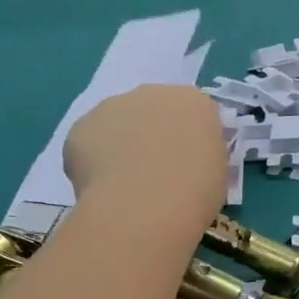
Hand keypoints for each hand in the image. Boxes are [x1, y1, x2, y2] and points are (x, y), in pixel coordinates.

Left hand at [66, 85, 225, 211]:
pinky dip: (94, 162)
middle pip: (152, 110)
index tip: (189, 164)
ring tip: (126, 184)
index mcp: (193, 102)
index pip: (193, 114)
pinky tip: (104, 188)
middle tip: (156, 172)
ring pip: (117, 124)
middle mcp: (151, 93)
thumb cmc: (196, 190)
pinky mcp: (80, 127)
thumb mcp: (219, 171)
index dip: (189, 139)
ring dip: (121, 145)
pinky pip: (90, 144)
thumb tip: (186, 159)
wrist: (146, 205)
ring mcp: (111, 106)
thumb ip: (202, 154)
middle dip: (152, 134)